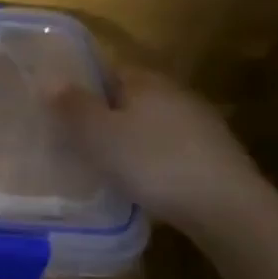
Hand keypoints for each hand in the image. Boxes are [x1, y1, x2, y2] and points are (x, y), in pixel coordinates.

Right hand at [51, 66, 262, 229]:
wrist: (226, 207)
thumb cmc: (152, 162)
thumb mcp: (98, 134)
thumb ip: (72, 106)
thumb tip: (51, 80)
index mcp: (146, 81)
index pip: (107, 71)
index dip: (82, 88)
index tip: (62, 112)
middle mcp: (175, 93)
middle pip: (130, 98)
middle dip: (106, 115)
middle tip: (79, 141)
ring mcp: (200, 124)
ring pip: (151, 124)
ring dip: (131, 139)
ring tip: (107, 165)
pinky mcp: (215, 155)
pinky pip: (170, 149)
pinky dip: (153, 160)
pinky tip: (143, 182)